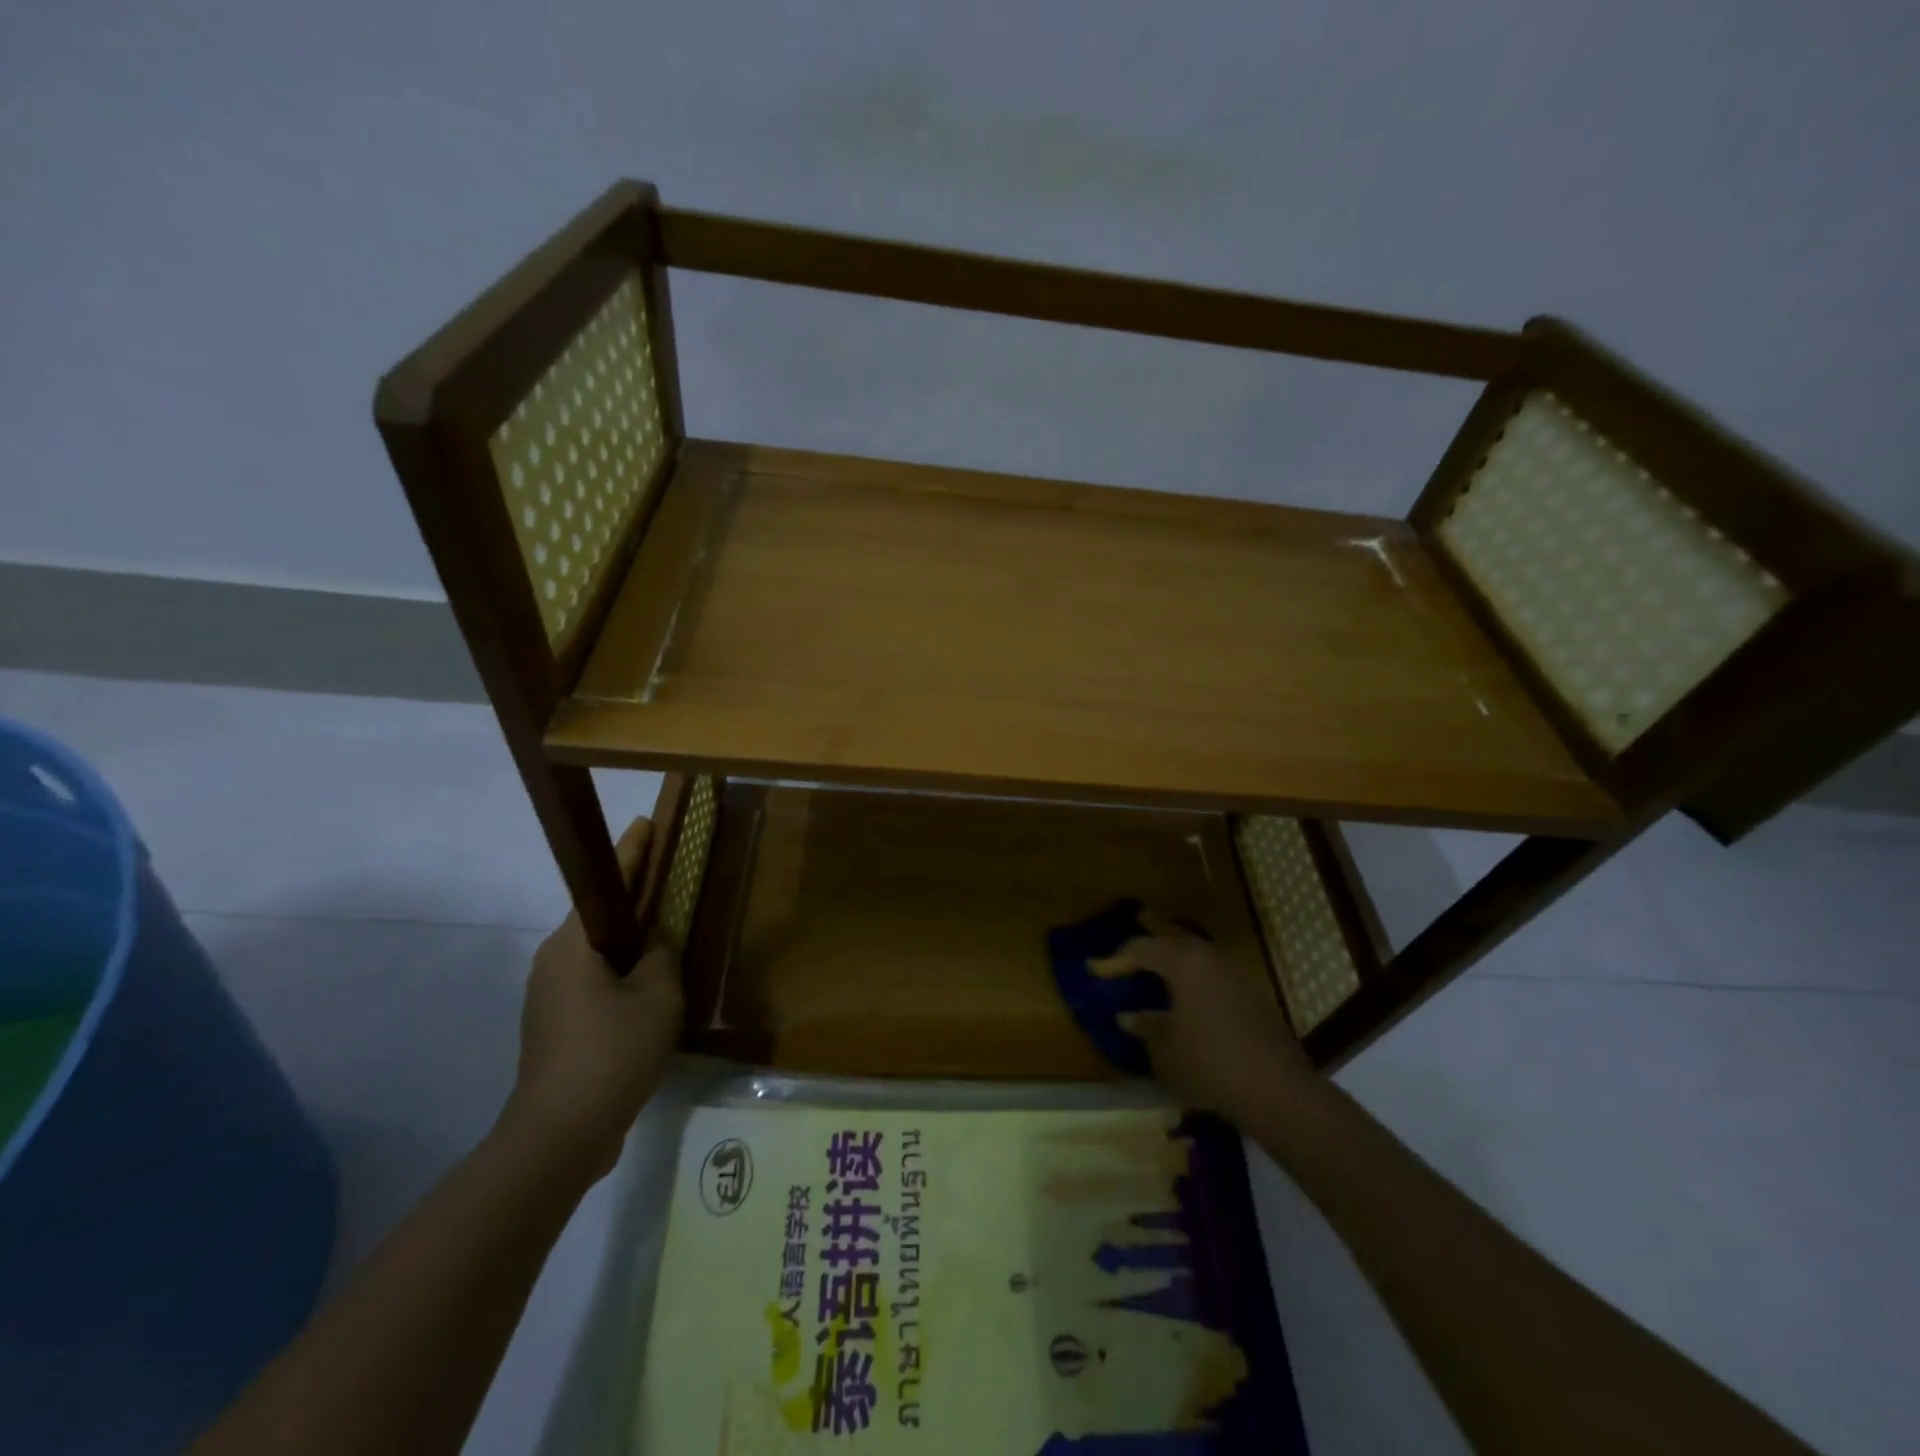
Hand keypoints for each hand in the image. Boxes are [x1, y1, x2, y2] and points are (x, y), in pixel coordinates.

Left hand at [500, 817, 683, 1182]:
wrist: (559, 1135)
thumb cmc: (612, 1053)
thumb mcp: (657, 996)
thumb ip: (661, 954)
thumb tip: (654, 939)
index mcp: (573, 945)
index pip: (605, 884)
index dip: (630, 852)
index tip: (646, 822)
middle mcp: (552, 961)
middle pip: (599, 919)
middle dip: (634, 903)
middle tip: (671, 889)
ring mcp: (548, 997)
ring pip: (597, 955)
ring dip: (629, 947)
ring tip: (668, 944)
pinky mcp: (553, 1027)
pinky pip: (593, 985)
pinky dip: (621, 978)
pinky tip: (649, 996)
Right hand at [1091, 919, 1313, 1127]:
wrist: (1277, 1090)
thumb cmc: (1210, 1065)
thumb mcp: (1165, 1050)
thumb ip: (1145, 1026)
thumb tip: (1128, 1015)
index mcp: (1183, 964)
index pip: (1141, 950)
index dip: (1115, 960)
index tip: (1092, 968)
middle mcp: (1209, 958)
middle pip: (1175, 936)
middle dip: (1155, 930)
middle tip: (1139, 918)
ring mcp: (1235, 974)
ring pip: (1199, 949)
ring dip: (1178, 946)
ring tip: (1163, 946)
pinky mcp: (1251, 994)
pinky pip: (1214, 967)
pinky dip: (1196, 966)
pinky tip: (1192, 982)